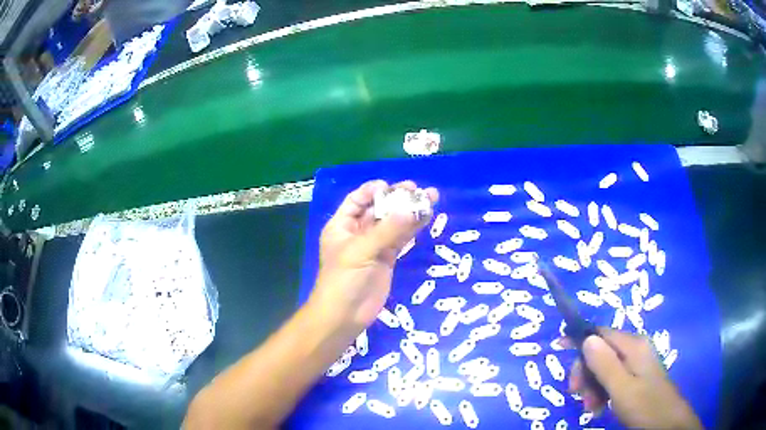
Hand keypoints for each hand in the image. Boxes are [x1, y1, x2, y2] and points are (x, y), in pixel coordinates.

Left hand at [309, 180, 437, 332]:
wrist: (345, 316)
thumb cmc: (343, 280)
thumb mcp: (361, 251)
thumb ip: (386, 231)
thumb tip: (411, 210)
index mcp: (341, 226)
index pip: (356, 200)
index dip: (372, 191)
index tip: (391, 186)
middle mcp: (357, 232)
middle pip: (378, 209)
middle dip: (396, 198)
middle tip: (417, 189)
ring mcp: (373, 246)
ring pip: (393, 224)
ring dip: (409, 211)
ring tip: (430, 197)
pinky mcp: (387, 259)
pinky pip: (401, 239)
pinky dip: (413, 229)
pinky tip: (426, 217)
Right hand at [569, 328, 701, 428]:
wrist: (667, 422)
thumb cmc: (645, 405)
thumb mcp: (622, 389)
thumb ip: (605, 364)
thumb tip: (587, 338)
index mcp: (633, 346)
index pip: (601, 332)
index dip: (580, 338)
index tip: (558, 347)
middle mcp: (635, 349)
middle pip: (601, 351)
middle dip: (586, 372)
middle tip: (576, 395)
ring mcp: (636, 363)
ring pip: (605, 368)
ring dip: (592, 387)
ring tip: (589, 408)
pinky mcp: (636, 377)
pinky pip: (613, 378)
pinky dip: (602, 392)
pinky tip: (599, 407)